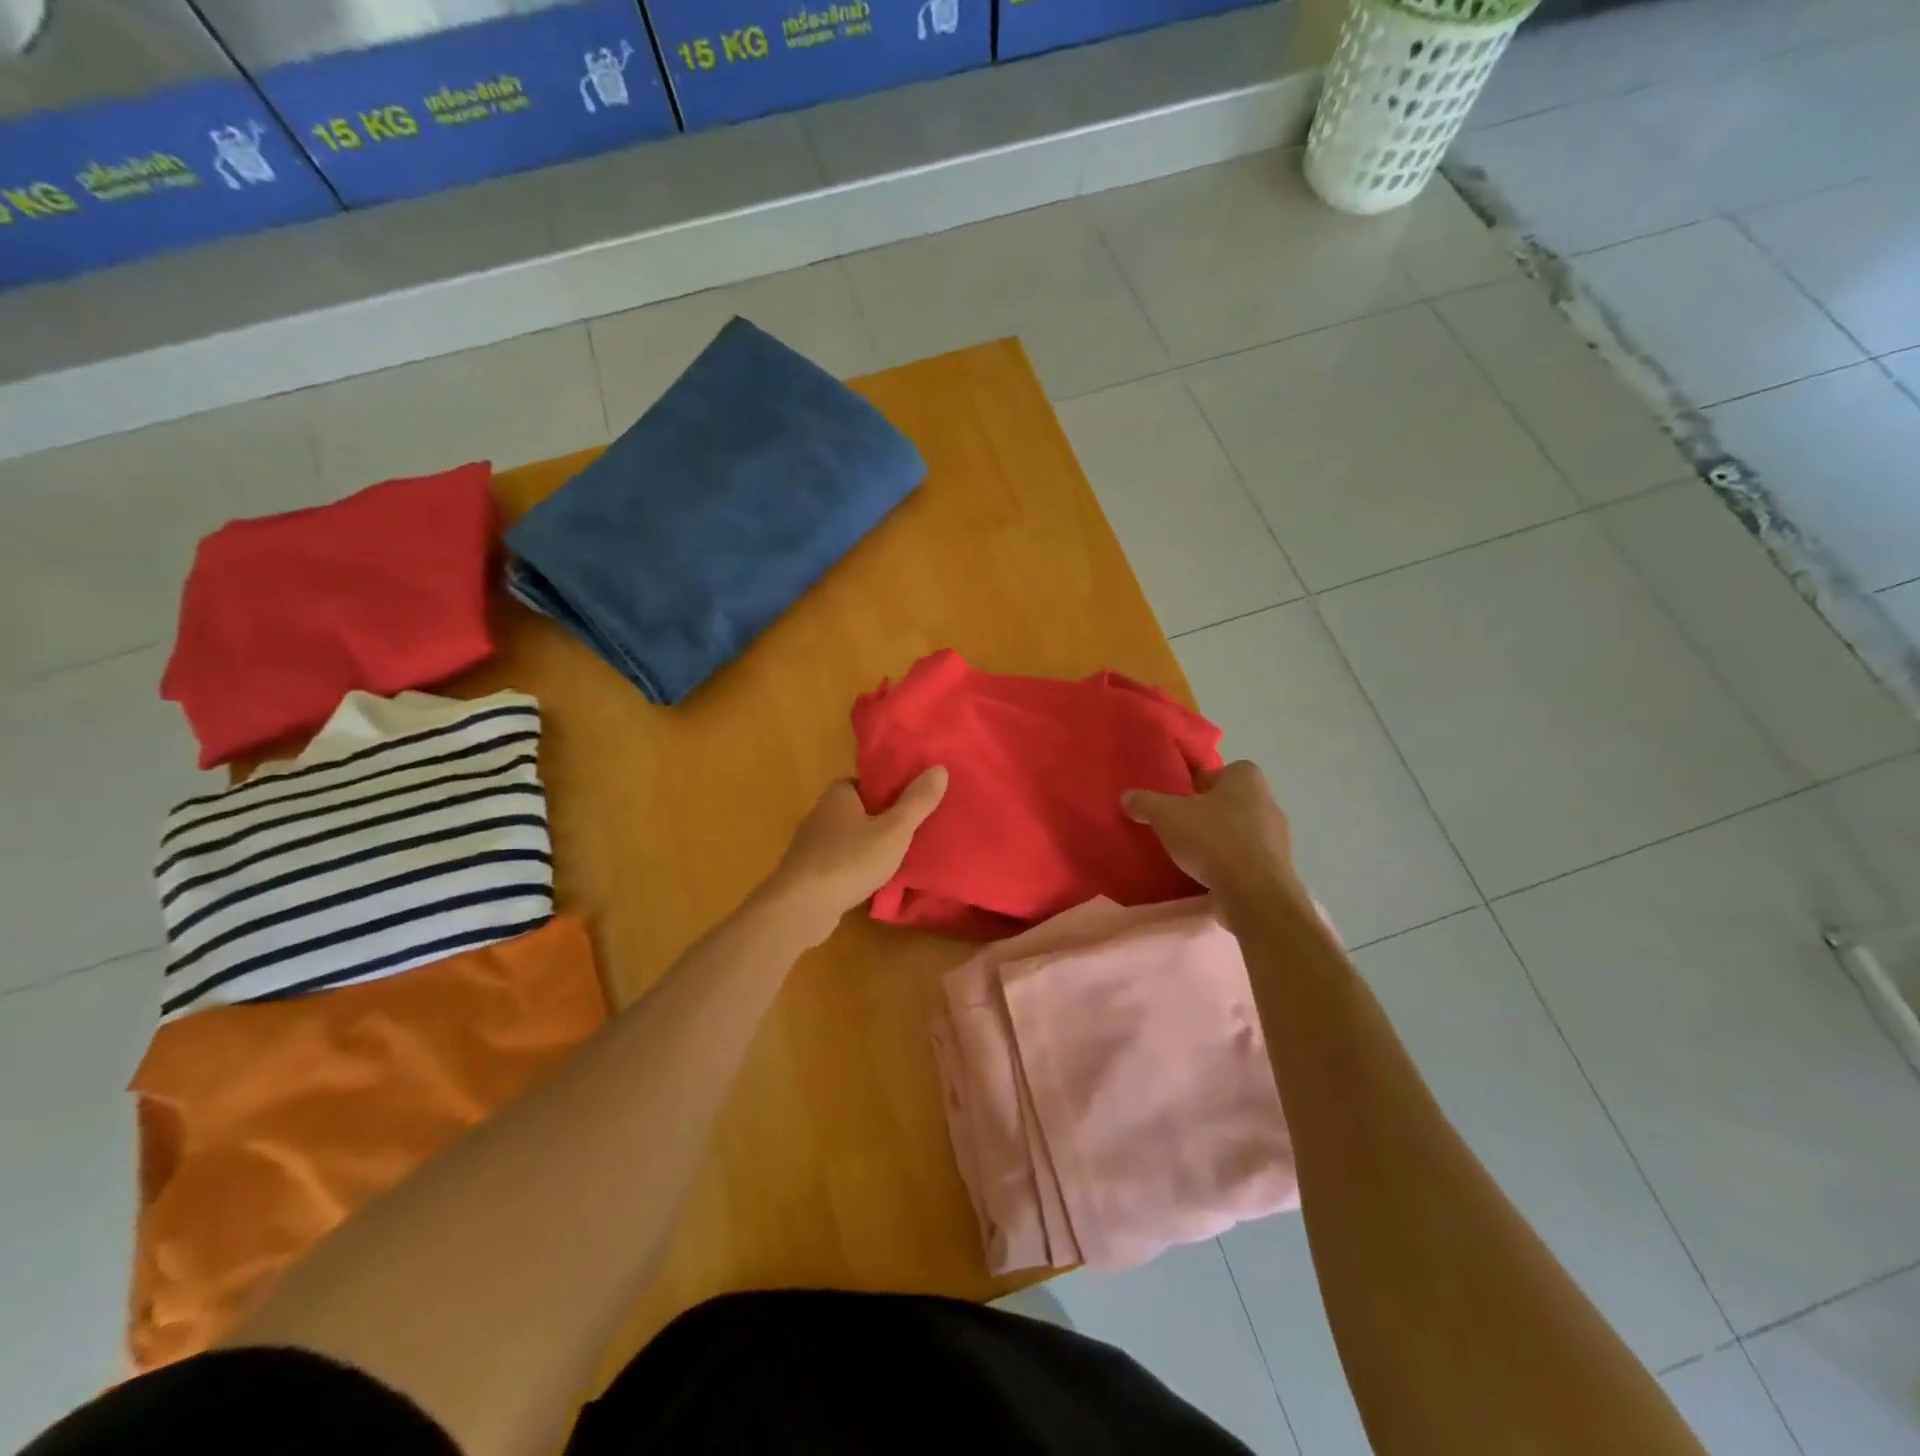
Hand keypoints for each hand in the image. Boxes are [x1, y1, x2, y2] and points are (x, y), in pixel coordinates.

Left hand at [770, 768, 949, 941]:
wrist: (801, 907)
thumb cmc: (850, 860)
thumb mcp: (894, 830)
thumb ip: (917, 802)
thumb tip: (940, 768)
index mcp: (838, 796)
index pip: (862, 783)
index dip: (884, 789)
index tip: (906, 801)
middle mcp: (820, 815)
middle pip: (855, 810)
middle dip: (877, 818)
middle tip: (907, 829)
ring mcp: (810, 846)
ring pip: (846, 838)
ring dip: (865, 846)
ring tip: (895, 856)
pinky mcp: (807, 874)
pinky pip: (837, 863)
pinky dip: (853, 868)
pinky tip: (870, 881)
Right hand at [1122, 761, 1300, 907]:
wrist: (1254, 893)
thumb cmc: (1213, 839)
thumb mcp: (1167, 816)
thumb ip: (1145, 802)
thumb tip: (1127, 797)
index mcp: (1247, 780)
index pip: (1226, 771)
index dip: (1204, 783)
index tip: (1183, 800)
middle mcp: (1268, 802)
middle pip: (1234, 801)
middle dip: (1211, 812)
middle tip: (1184, 826)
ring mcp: (1278, 838)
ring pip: (1243, 831)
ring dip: (1222, 840)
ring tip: (1195, 854)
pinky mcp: (1277, 869)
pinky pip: (1249, 859)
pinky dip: (1233, 865)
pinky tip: (1211, 876)